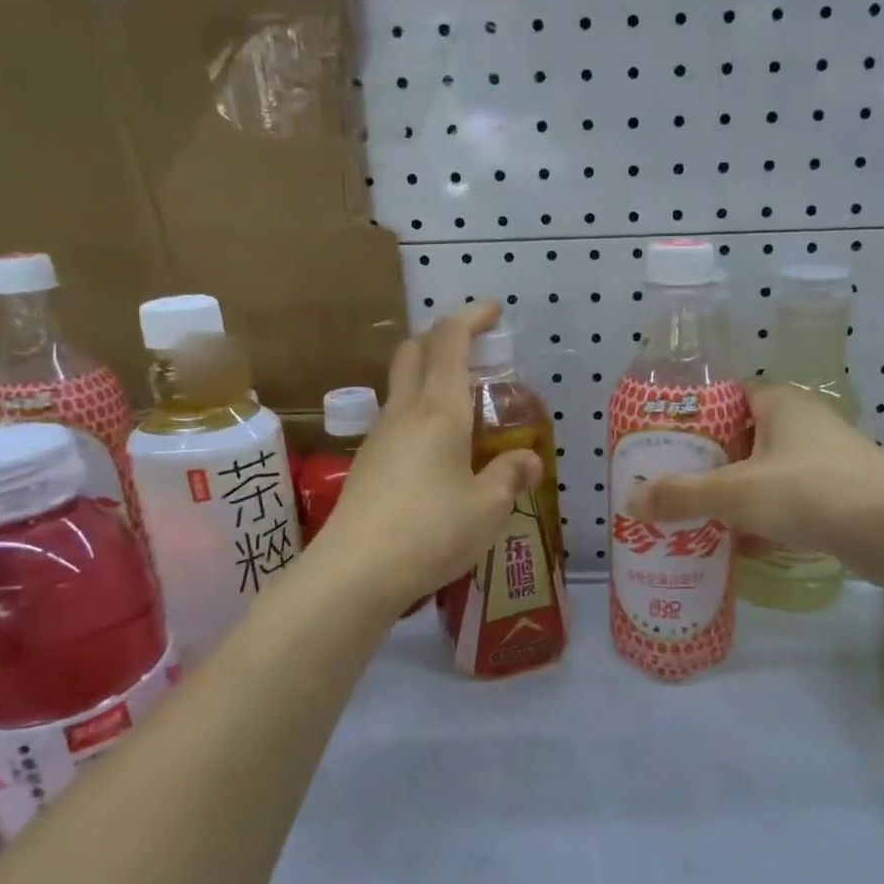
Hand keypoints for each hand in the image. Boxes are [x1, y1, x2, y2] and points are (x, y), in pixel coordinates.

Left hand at [319, 302, 542, 610]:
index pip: (449, 341)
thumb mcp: (487, 508)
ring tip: (464, 405)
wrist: (355, 572)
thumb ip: (509, 477)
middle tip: (475, 350)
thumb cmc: (431, 531)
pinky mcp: (367, 464)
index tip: (493, 311)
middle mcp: (405, 412)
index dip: (471, 317)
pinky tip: (438, 450)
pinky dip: (419, 412)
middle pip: (415, 351)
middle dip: (444, 338)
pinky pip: (396, 419)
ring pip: (401, 384)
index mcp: (439, 410)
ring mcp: (380, 437)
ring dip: (429, 375)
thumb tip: (529, 460)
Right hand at [626, 384, 883, 561]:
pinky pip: (788, 504)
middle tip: (672, 485)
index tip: (666, 442)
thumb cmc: (809, 490)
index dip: (695, 416)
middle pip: (743, 439)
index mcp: (779, 404)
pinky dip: (764, 522)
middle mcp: (803, 425)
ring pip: (766, 474)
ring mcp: (825, 462)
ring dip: (735, 496)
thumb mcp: (734, 492)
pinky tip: (739, 547)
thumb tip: (631, 500)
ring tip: (696, 517)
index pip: (728, 396)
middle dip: (709, 464)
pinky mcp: (839, 498)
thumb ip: (681, 495)